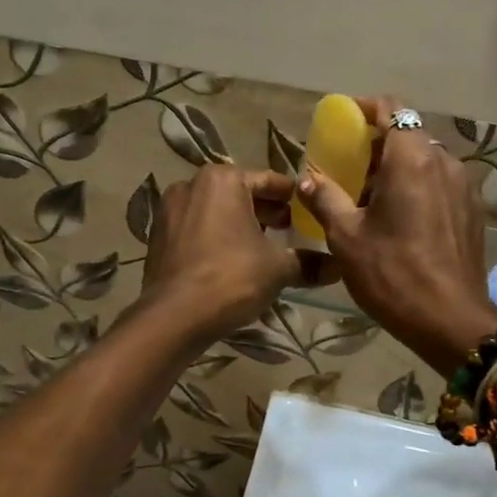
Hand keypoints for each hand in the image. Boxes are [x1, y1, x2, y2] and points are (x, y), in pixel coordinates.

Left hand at [138, 165, 313, 345]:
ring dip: (238, 224)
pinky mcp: (157, 236)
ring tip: (262, 247)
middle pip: (239, 193)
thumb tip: (339, 266)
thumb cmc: (231, 278)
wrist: (174, 316)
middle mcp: (191, 185)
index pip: (268, 181)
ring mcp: (169, 210)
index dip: (292, 197)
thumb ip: (308, 263)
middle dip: (264, 211)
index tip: (308, 209)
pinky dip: (214, 237)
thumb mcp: (277, 269)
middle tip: (289, 230)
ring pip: (215, 211)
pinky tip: (230, 260)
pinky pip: (195, 228)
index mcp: (222, 180)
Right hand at [295, 100, 496, 374]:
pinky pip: (441, 183)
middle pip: (409, 135)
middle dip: (378, 144)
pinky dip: (418, 187)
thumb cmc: (392, 273)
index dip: (366, 109)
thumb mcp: (346, 237)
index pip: (392, 110)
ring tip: (372, 196)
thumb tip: (306, 178)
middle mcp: (443, 162)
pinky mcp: (473, 210)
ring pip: (426, 160)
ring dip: (398, 168)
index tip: (344, 122)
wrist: (450, 321)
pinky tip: (401, 218)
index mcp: (411, 159)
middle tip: (349, 166)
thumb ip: (324, 198)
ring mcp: (464, 186)